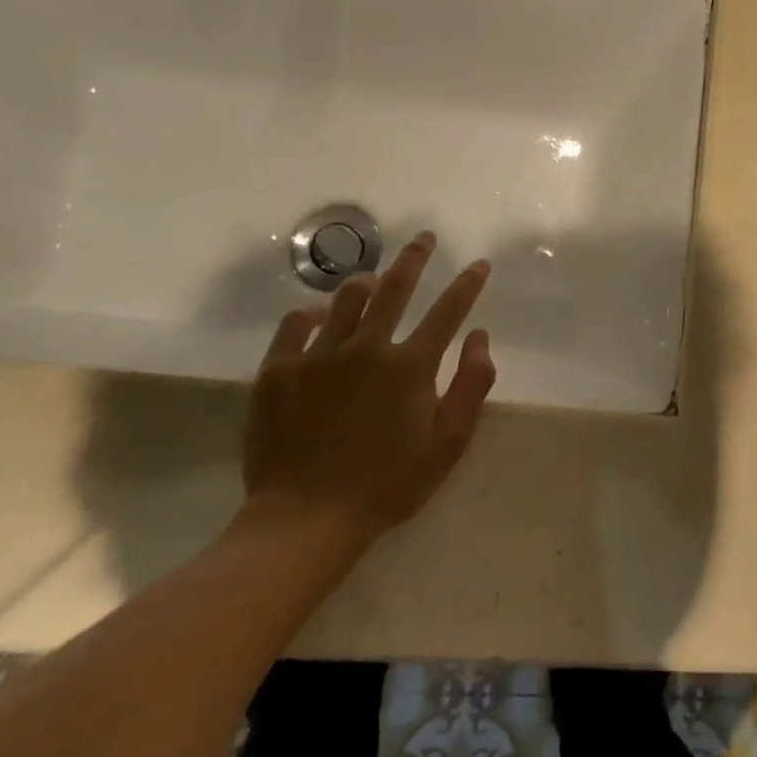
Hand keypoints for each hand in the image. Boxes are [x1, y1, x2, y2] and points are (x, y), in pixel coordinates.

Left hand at [241, 231, 494, 555]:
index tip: (479, 264)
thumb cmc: (388, 485)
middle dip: (414, 258)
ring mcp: (318, 356)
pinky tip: (316, 315)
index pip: (448, 311)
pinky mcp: (278, 371)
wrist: (306, 519)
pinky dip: (308, 314)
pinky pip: (293, 326)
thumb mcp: (448, 443)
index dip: (467, 284)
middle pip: (395, 288)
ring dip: (364, 282)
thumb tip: (479, 336)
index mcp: (410, 365)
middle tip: (423, 237)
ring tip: (373, 278)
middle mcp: (366, 347)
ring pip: (344, 299)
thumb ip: (472, 385)